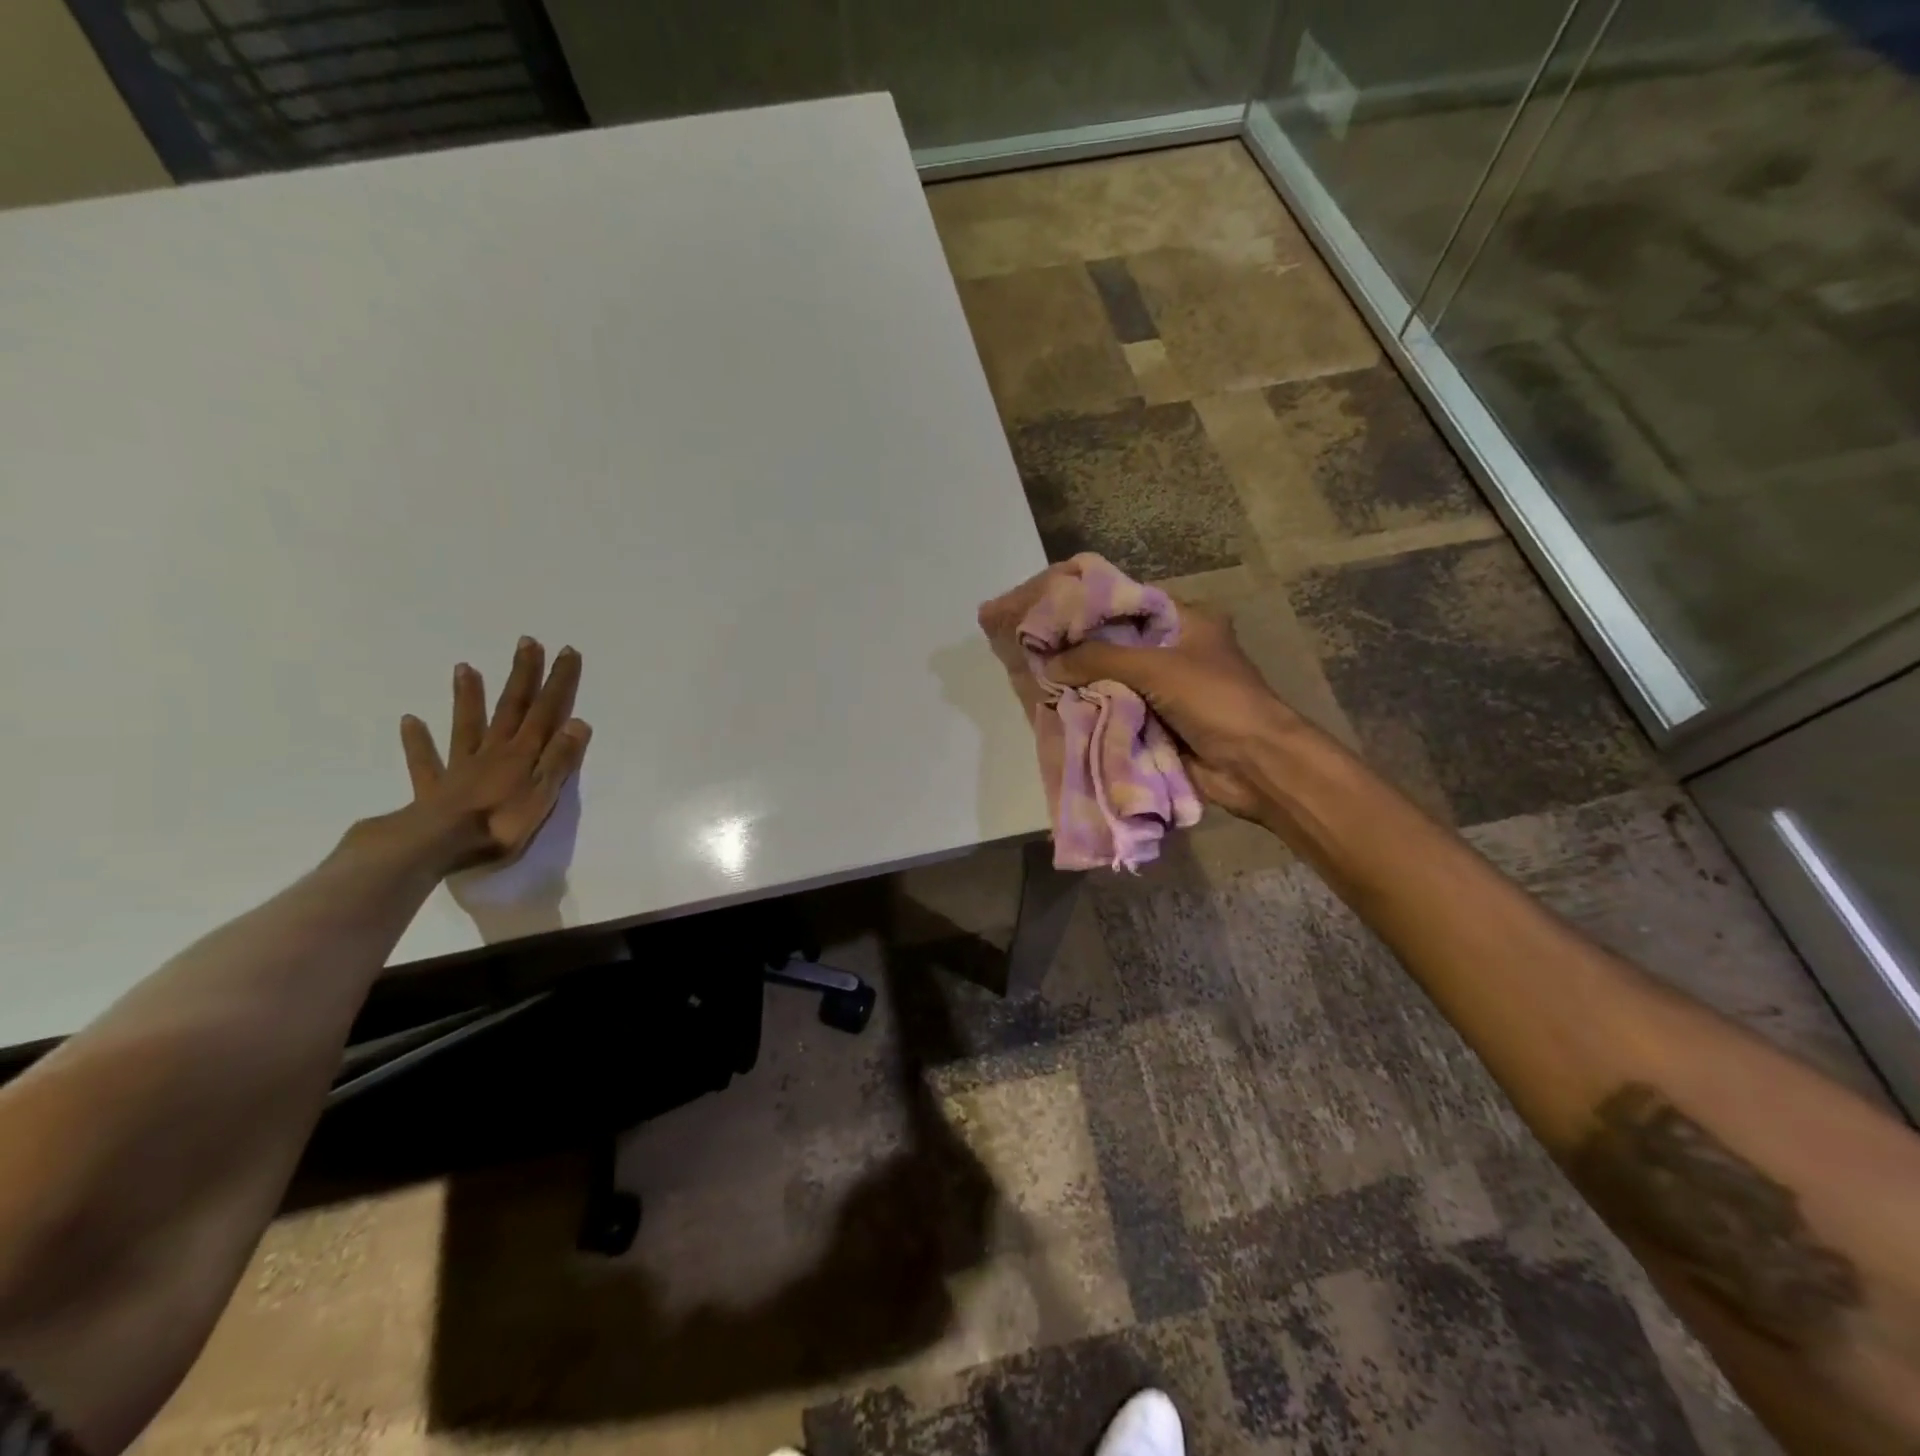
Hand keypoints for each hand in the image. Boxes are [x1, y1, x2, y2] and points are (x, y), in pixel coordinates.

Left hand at [398, 637, 591, 870]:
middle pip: (511, 708)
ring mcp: (461, 766)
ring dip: (468, 697)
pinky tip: (409, 721)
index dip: (558, 682)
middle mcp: (494, 751)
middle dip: (522, 676)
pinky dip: (417, 740)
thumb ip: (559, 758)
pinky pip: (425, 760)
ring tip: (465, 667)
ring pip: (467, 725)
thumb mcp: (543, 794)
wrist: (439, 846)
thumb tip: (578, 721)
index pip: (546, 711)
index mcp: (523, 754)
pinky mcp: (435, 787)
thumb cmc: (501, 824)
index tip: (566, 651)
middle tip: (527, 643)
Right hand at [980, 568, 1291, 821]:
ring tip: (1040, 678)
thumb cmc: (1214, 700)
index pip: (1128, 604)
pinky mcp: (1159, 722)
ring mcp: (1166, 689)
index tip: (1050, 613)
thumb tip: (1049, 663)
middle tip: (1037, 649)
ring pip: (1115, 680)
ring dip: (1086, 684)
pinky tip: (1062, 709)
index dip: (1091, 608)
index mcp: (1186, 621)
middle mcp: (1174, 650)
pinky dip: (1097, 712)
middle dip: (1081, 651)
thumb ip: (1100, 659)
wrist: (1254, 764)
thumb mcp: (1156, 667)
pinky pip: (1120, 711)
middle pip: (1118, 644)